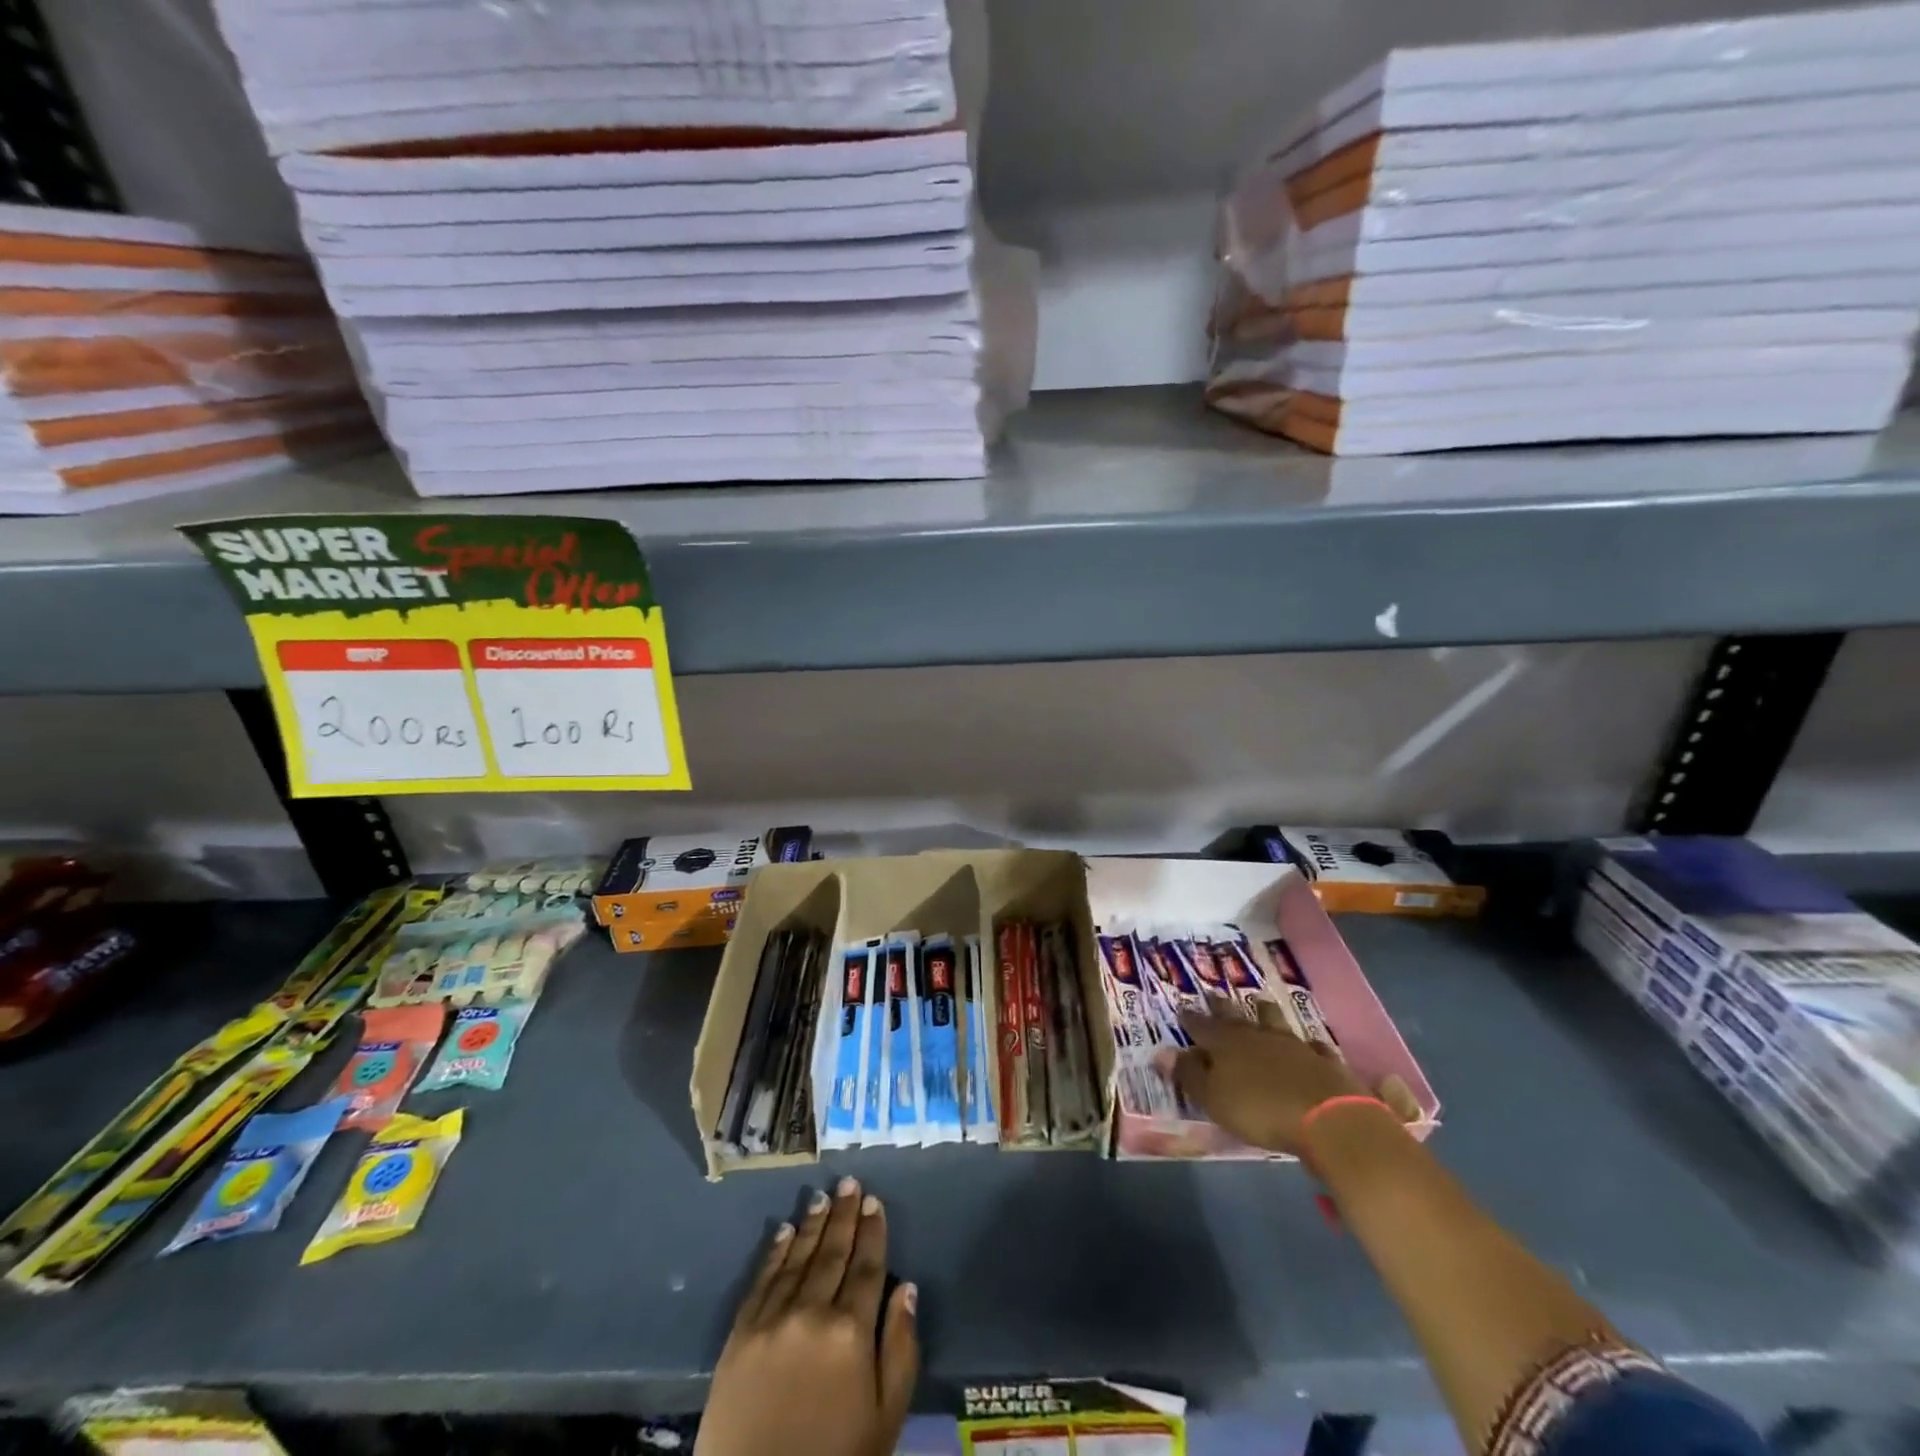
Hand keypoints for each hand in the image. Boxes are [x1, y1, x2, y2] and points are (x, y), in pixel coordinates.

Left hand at [697, 1177, 917, 1455]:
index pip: (866, 1267)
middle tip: (850, 1183)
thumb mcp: (885, 1418)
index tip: (875, 1202)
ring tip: (823, 1197)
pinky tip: (784, 1231)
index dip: (872, 1232)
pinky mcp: (740, 1334)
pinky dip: (775, 1252)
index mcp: (851, 1332)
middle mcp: (811, 1313)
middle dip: (844, 1215)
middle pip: (833, 1253)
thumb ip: (900, 1350)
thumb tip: (906, 1288)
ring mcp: (772, 1320)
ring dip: (813, 1225)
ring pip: (798, 1258)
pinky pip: (762, 1280)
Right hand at [1166, 1010, 1364, 1153]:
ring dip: (1265, 1012)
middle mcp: (1257, 1036)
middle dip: (1223, 1007)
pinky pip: (1312, 1046)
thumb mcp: (1214, 1098)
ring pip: (1274, 1021)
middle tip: (1214, 995)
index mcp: (1226, 1044)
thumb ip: (1189, 1075)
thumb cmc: (1260, 1110)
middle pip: (1236, 1017)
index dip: (1191, 1019)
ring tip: (1260, 1003)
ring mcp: (1293, 1045)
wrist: (1328, 1118)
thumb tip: (1162, 1052)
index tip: (1182, 1008)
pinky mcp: (1323, 1061)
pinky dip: (1307, 1044)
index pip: (1202, 1026)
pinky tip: (1309, 1044)